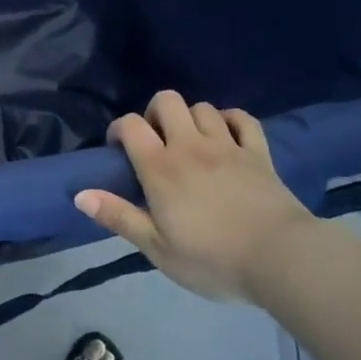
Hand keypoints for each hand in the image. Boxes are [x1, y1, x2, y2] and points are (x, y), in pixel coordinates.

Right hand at [75, 90, 314, 302]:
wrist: (280, 259)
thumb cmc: (212, 258)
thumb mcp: (157, 248)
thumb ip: (118, 217)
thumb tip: (79, 194)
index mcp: (161, 167)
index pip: (131, 125)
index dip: (119, 129)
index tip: (118, 149)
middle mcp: (190, 145)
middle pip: (167, 101)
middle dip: (155, 112)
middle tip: (156, 142)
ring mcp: (228, 145)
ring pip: (202, 107)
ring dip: (191, 118)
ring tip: (190, 142)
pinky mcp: (258, 152)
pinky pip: (242, 119)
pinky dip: (230, 120)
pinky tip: (226, 135)